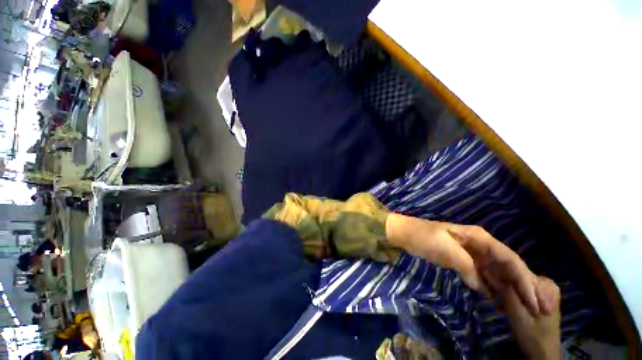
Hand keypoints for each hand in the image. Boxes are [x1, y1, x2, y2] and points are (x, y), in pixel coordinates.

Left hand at [386, 214, 551, 315]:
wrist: (406, 234)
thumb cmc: (424, 237)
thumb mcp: (445, 249)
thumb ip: (467, 266)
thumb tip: (481, 286)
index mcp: (480, 238)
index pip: (509, 259)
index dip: (524, 279)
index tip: (535, 302)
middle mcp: (481, 245)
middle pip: (508, 267)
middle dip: (524, 287)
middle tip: (538, 311)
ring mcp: (473, 254)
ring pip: (498, 273)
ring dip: (510, 290)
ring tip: (524, 311)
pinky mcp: (464, 262)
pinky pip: (483, 277)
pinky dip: (492, 289)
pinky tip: (499, 302)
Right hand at [493, 276, 561, 359]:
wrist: (543, 355)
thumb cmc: (532, 335)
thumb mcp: (517, 313)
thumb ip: (505, 291)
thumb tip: (487, 269)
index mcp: (546, 285)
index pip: (518, 272)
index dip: (500, 275)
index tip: (488, 283)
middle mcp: (547, 284)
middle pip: (518, 278)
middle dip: (503, 286)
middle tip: (493, 296)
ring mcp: (545, 292)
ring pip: (517, 285)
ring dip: (506, 292)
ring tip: (498, 303)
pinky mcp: (540, 299)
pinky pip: (521, 291)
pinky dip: (511, 297)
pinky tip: (504, 306)